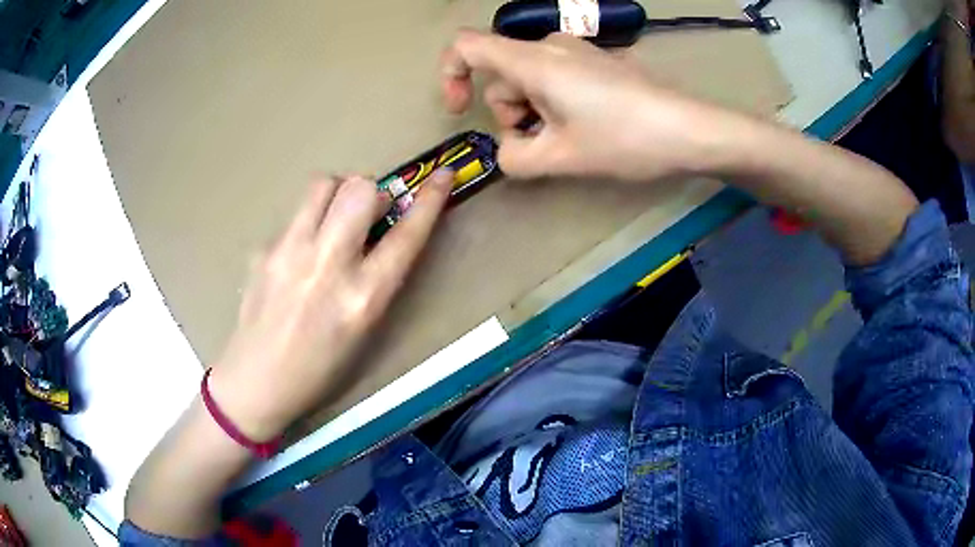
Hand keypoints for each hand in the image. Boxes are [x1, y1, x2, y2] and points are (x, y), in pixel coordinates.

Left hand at [207, 172, 451, 440]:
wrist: (257, 380)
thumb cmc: (319, 369)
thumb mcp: (364, 330)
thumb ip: (377, 278)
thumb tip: (380, 232)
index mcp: (362, 298)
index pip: (406, 235)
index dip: (430, 200)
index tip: (443, 175)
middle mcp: (327, 265)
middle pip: (359, 189)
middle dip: (372, 191)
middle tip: (368, 212)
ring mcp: (289, 252)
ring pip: (323, 185)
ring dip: (338, 194)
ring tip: (333, 220)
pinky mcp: (263, 249)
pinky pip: (295, 216)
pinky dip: (307, 224)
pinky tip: (297, 255)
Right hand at [440, 29, 731, 181]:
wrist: (689, 129)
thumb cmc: (625, 139)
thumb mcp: (561, 158)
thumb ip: (514, 158)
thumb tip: (507, 149)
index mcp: (533, 61)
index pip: (466, 46)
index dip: (450, 75)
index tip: (459, 109)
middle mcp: (551, 46)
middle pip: (502, 74)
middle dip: (510, 114)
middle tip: (546, 144)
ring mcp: (577, 52)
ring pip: (530, 80)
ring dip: (535, 113)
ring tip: (572, 140)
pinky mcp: (596, 62)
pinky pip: (557, 78)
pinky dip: (556, 104)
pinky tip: (588, 127)